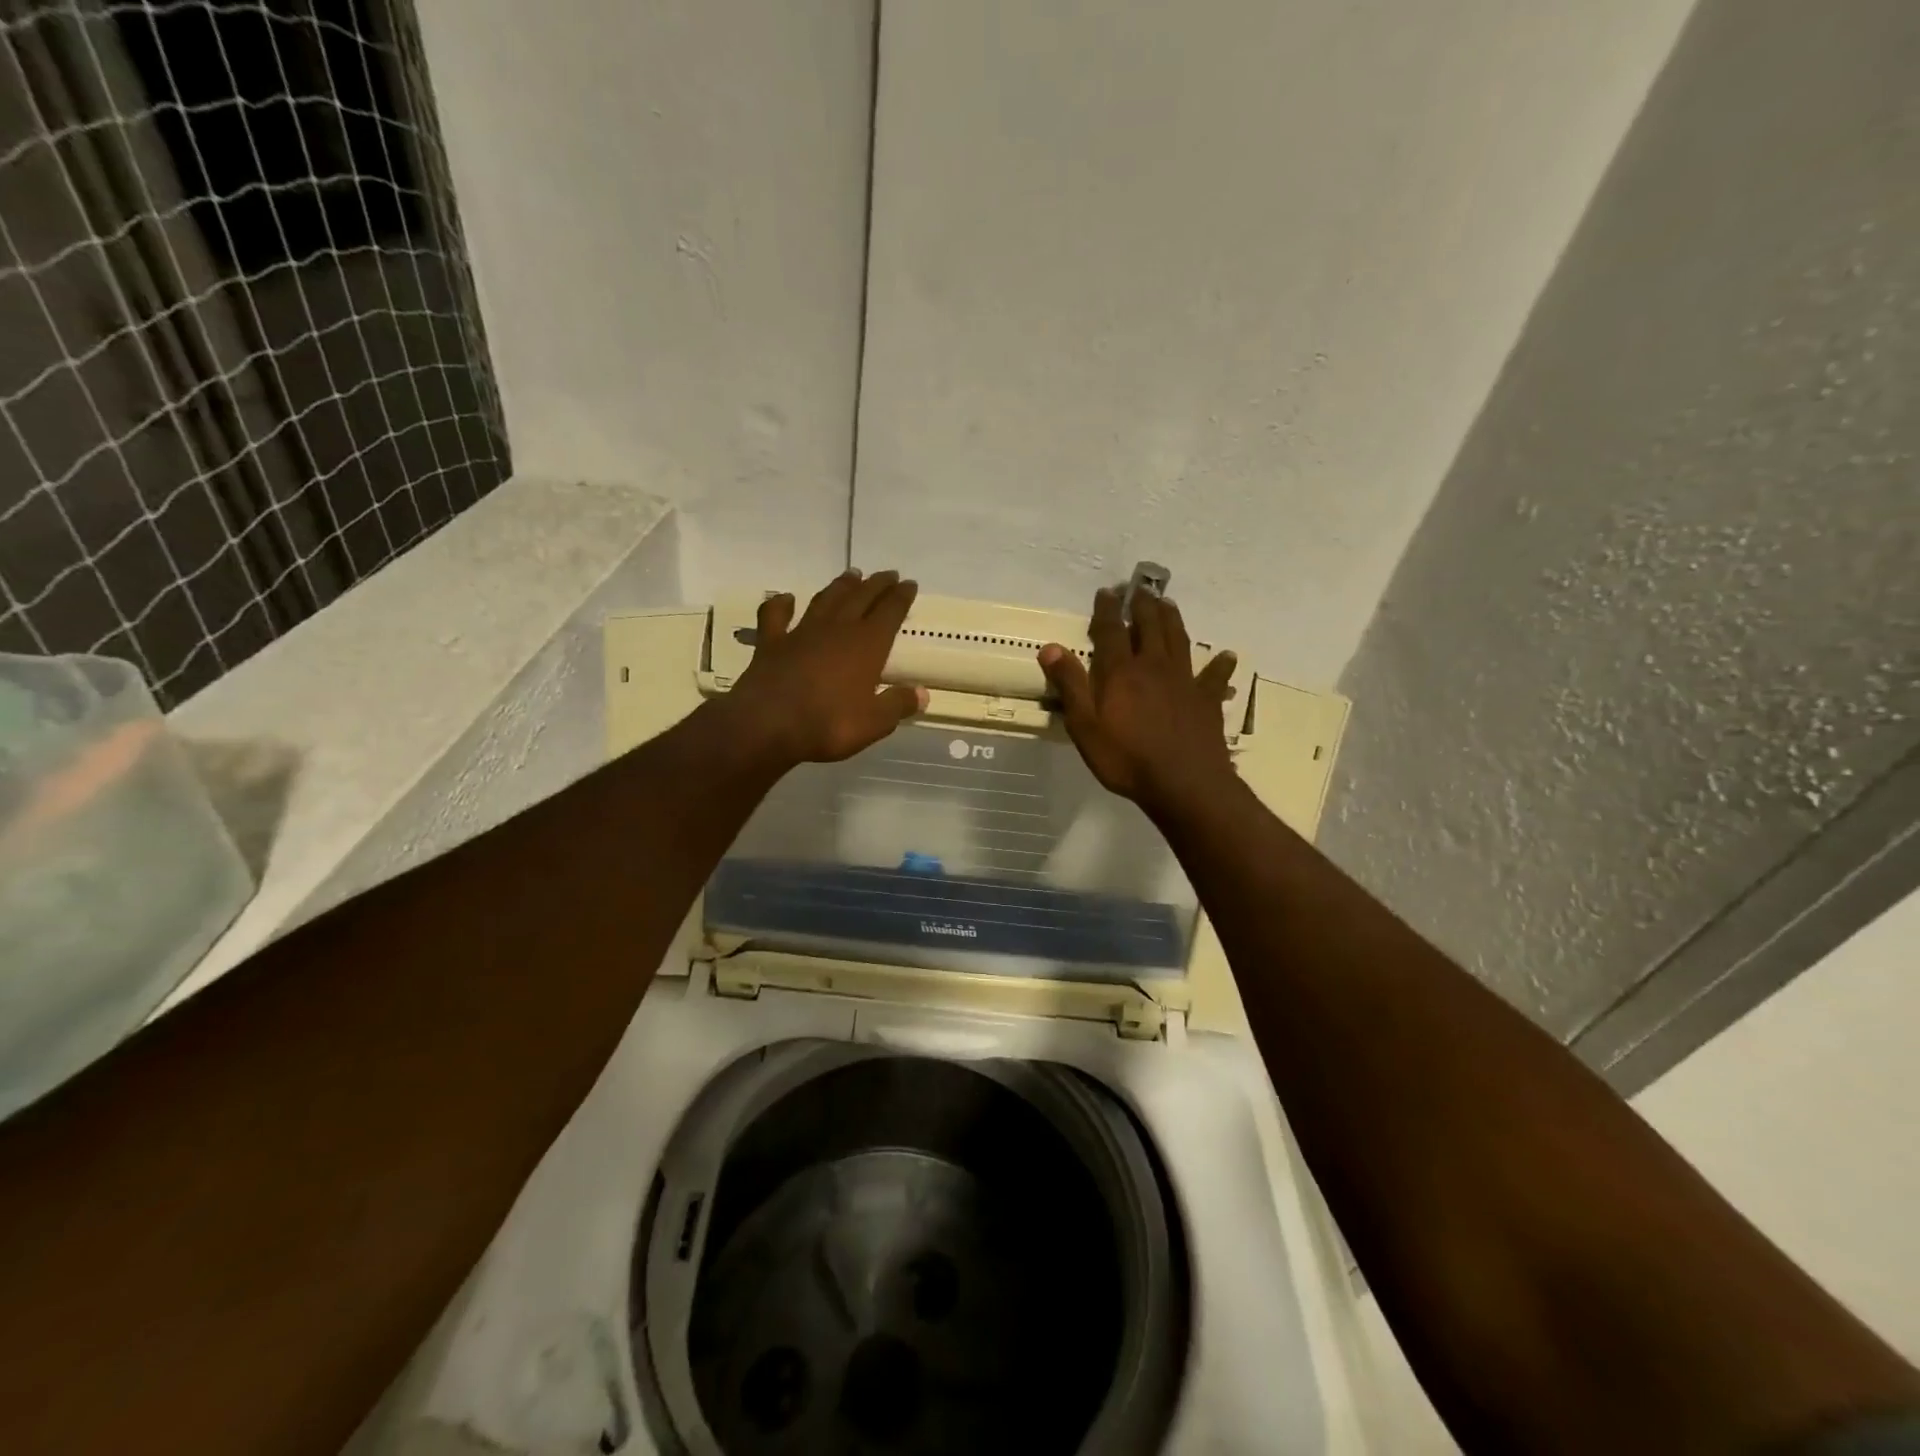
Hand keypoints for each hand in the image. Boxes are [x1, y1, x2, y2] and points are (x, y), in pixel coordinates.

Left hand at [721, 568, 927, 766]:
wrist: (768, 724)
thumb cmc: (828, 724)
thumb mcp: (874, 722)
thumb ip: (898, 705)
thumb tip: (922, 694)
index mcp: (867, 645)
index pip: (890, 612)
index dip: (901, 597)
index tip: (909, 584)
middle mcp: (837, 630)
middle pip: (860, 598)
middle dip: (876, 585)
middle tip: (887, 574)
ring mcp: (801, 633)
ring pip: (825, 600)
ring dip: (840, 586)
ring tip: (851, 575)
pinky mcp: (771, 643)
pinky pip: (775, 616)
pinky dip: (780, 605)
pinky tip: (786, 598)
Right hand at [1038, 587, 1237, 813]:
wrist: (1184, 783)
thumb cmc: (1126, 758)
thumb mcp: (1085, 726)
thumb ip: (1070, 685)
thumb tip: (1050, 648)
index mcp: (1121, 672)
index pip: (1111, 631)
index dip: (1107, 610)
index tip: (1106, 592)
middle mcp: (1154, 667)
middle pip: (1149, 626)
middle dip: (1142, 606)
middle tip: (1139, 590)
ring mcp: (1185, 681)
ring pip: (1179, 640)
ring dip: (1172, 620)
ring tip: (1168, 604)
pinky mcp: (1207, 700)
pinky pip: (1214, 677)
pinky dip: (1220, 664)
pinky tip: (1227, 656)